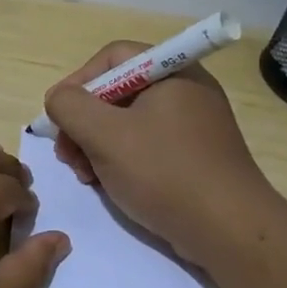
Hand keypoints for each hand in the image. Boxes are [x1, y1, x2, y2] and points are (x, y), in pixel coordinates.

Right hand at [43, 41, 281, 266]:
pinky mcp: (194, 157)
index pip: (112, 57)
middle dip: (84, 122)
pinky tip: (108, 185)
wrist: (228, 230)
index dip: (77, 82)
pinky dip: (121, 160)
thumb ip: (70, 107)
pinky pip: (147, 146)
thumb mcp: (104, 135)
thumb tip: (58, 99)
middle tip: (67, 155)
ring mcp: (193, 125)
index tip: (58, 118)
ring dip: (97, 145)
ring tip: (85, 176)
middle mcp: (185, 90)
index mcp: (171, 72)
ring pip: (128, 123)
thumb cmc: (164, 172)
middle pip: (118, 91)